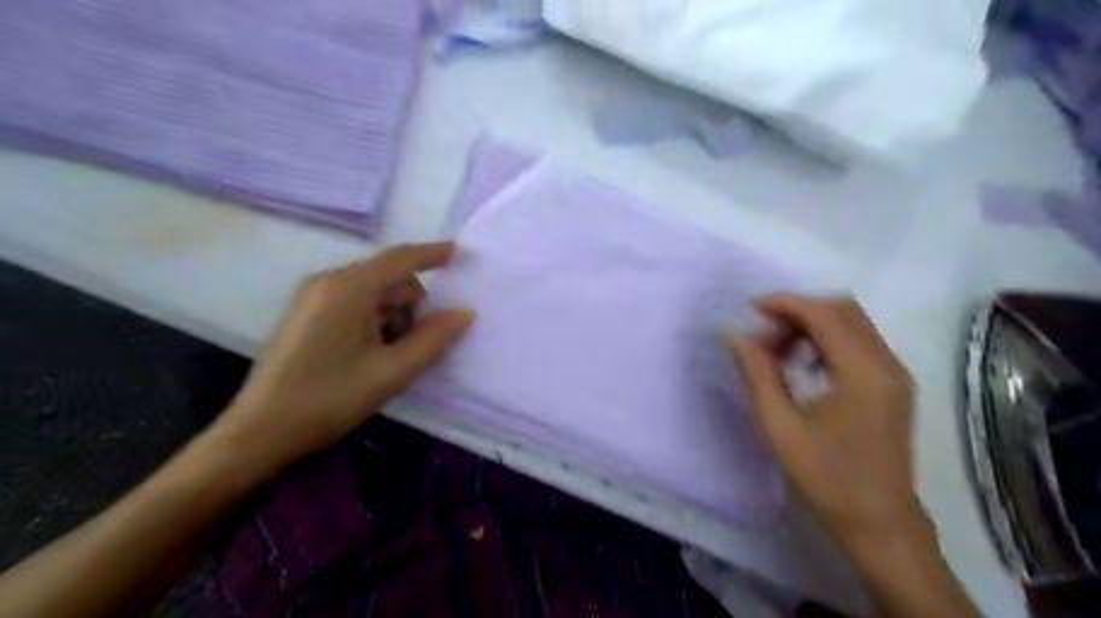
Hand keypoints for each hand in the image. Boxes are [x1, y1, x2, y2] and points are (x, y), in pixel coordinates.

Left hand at [213, 240, 475, 472]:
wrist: (260, 431)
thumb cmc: (331, 398)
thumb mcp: (393, 371)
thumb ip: (434, 339)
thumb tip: (465, 312)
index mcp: (349, 287)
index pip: (401, 259)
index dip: (433, 254)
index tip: (460, 253)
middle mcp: (329, 281)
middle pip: (389, 278)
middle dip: (412, 305)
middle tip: (415, 345)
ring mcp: (313, 296)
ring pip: (373, 292)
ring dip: (393, 316)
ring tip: (390, 357)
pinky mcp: (305, 313)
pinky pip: (354, 302)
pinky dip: (374, 320)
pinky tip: (370, 354)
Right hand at [728, 297, 922, 553]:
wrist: (878, 522)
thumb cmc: (826, 477)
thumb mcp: (780, 425)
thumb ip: (757, 373)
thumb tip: (735, 335)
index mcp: (863, 373)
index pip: (825, 314)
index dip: (786, 303)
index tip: (751, 309)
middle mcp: (887, 364)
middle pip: (843, 309)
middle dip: (798, 311)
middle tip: (763, 334)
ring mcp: (895, 373)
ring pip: (852, 323)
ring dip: (812, 324)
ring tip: (778, 350)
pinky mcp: (893, 385)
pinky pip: (859, 342)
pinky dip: (827, 339)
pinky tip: (803, 364)